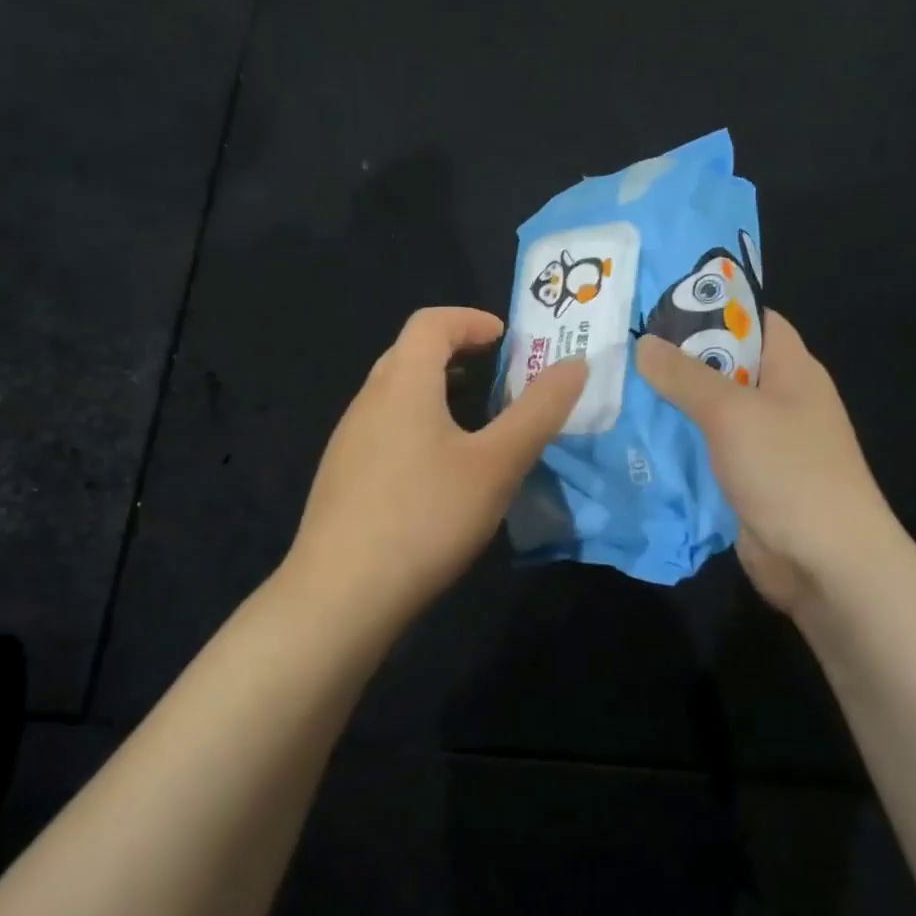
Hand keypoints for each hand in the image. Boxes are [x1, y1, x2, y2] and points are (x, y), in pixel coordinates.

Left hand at [285, 307, 587, 621]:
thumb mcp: (496, 465)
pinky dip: (417, 425)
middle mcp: (368, 401)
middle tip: (498, 378)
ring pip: (395, 394)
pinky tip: (437, 472)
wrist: (340, 595)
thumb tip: (575, 364)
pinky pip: (383, 428)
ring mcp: (348, 440)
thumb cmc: (425, 517)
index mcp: (402, 384)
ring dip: (436, 391)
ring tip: (475, 423)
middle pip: (410, 353)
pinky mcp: (341, 476)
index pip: (431, 322)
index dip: (470, 320)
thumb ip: (538, 411)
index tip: (507, 340)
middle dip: (456, 353)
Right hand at [636, 309, 904, 612]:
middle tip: (618, 345)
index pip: (753, 319)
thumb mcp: (732, 413)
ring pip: (708, 410)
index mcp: (791, 369)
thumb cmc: (788, 471)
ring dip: (669, 403)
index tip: (656, 303)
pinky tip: (631, 436)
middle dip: (676, 356)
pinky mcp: (744, 478)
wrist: (825, 563)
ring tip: (613, 385)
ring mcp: (762, 442)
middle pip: (723, 364)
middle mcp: (779, 400)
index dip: (712, 306)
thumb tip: (643, 343)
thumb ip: (685, 376)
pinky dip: (674, 442)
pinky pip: (704, 449)